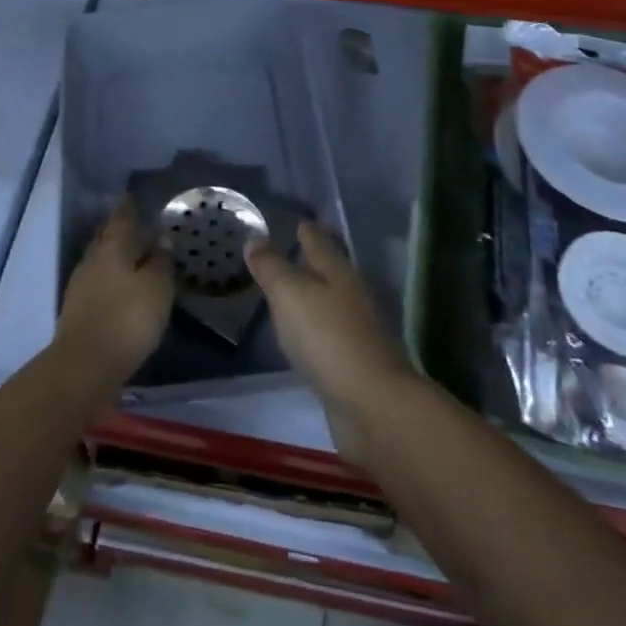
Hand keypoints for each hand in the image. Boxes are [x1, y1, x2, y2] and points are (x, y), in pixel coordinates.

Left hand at [57, 198, 175, 389]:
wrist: (84, 367)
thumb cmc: (127, 319)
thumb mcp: (157, 288)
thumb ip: (161, 262)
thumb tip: (161, 240)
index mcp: (113, 247)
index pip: (122, 218)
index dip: (129, 208)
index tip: (133, 197)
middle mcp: (93, 260)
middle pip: (106, 237)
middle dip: (118, 230)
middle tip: (135, 224)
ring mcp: (81, 286)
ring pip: (100, 260)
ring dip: (114, 256)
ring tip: (133, 257)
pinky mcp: (77, 311)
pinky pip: (97, 282)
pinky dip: (109, 279)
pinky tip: (120, 287)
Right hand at [245, 223, 417, 459]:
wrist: (370, 403)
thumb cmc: (326, 336)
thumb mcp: (289, 293)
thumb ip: (271, 267)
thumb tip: (255, 238)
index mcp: (338, 272)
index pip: (320, 243)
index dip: (308, 232)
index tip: (300, 222)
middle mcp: (351, 296)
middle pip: (331, 271)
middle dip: (315, 261)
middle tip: (295, 250)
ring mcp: (356, 331)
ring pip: (331, 302)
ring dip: (315, 295)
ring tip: (294, 290)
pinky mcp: (354, 363)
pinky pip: (329, 334)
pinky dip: (316, 328)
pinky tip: (305, 335)